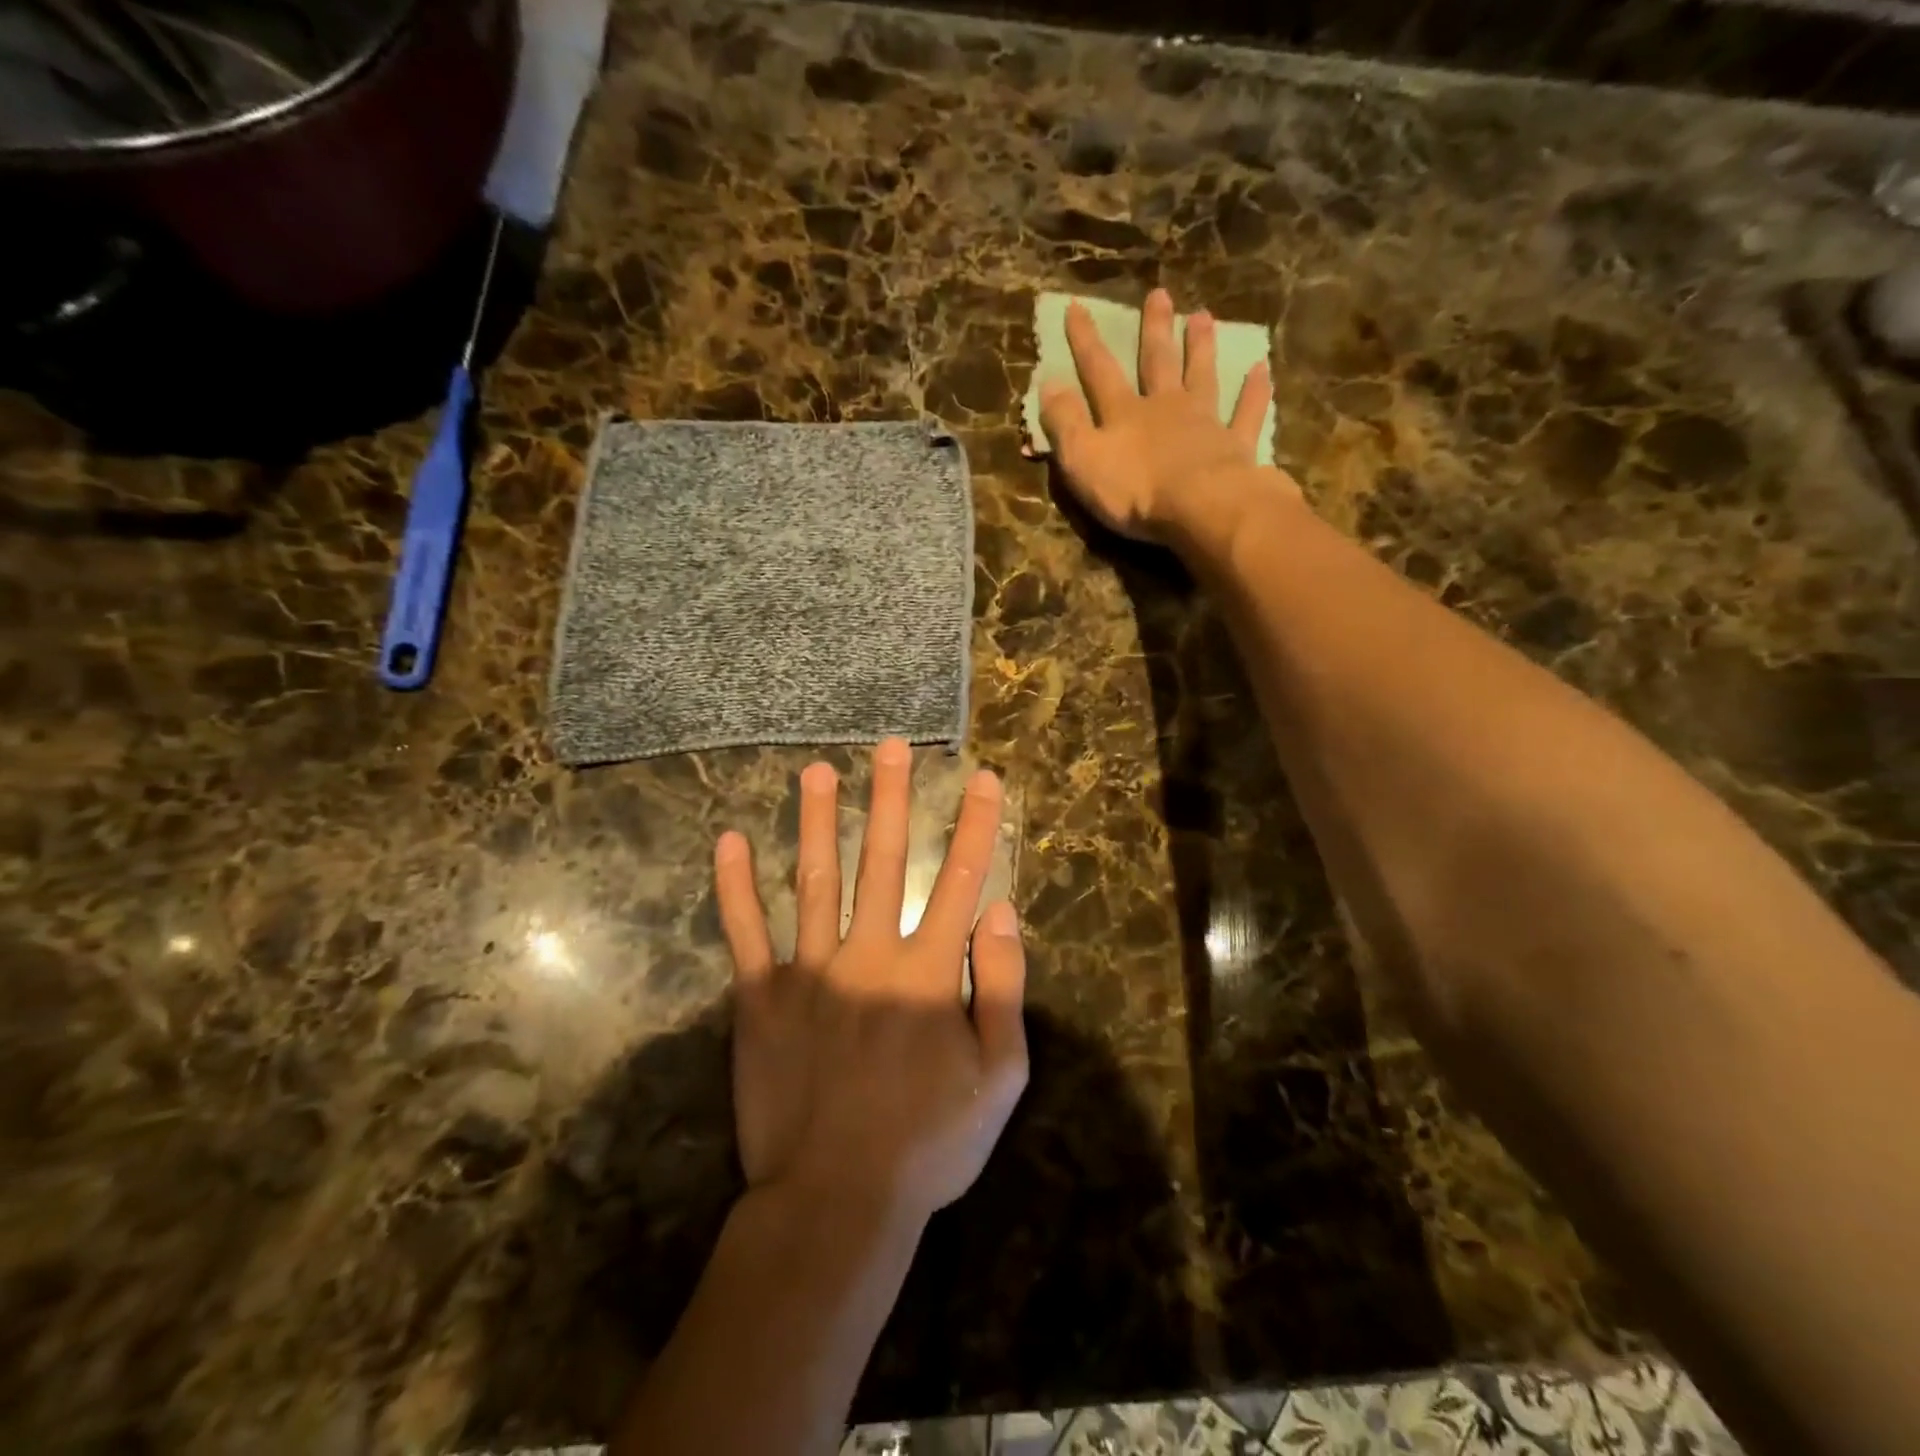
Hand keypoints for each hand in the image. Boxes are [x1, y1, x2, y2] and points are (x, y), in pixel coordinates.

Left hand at [713, 739, 1028, 1222]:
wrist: (836, 1200)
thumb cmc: (930, 1143)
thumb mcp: (999, 1075)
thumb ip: (1003, 988)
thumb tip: (1003, 911)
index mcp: (927, 972)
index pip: (962, 881)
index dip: (978, 826)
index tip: (985, 779)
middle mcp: (869, 954)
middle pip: (884, 861)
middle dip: (891, 799)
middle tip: (890, 747)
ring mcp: (810, 971)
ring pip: (815, 880)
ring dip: (816, 821)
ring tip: (815, 771)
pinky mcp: (761, 998)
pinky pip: (746, 933)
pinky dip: (735, 887)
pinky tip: (727, 840)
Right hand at [1038, 287, 1293, 544]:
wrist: (1200, 507)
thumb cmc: (1134, 489)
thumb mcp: (1082, 460)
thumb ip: (1065, 423)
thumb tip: (1049, 383)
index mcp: (1124, 413)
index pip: (1099, 370)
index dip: (1085, 340)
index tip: (1077, 306)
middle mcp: (1165, 407)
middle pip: (1157, 362)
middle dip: (1154, 329)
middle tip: (1159, 294)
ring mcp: (1204, 423)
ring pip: (1202, 376)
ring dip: (1201, 347)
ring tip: (1203, 316)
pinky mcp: (1235, 445)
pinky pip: (1247, 413)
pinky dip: (1254, 392)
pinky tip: (1262, 369)